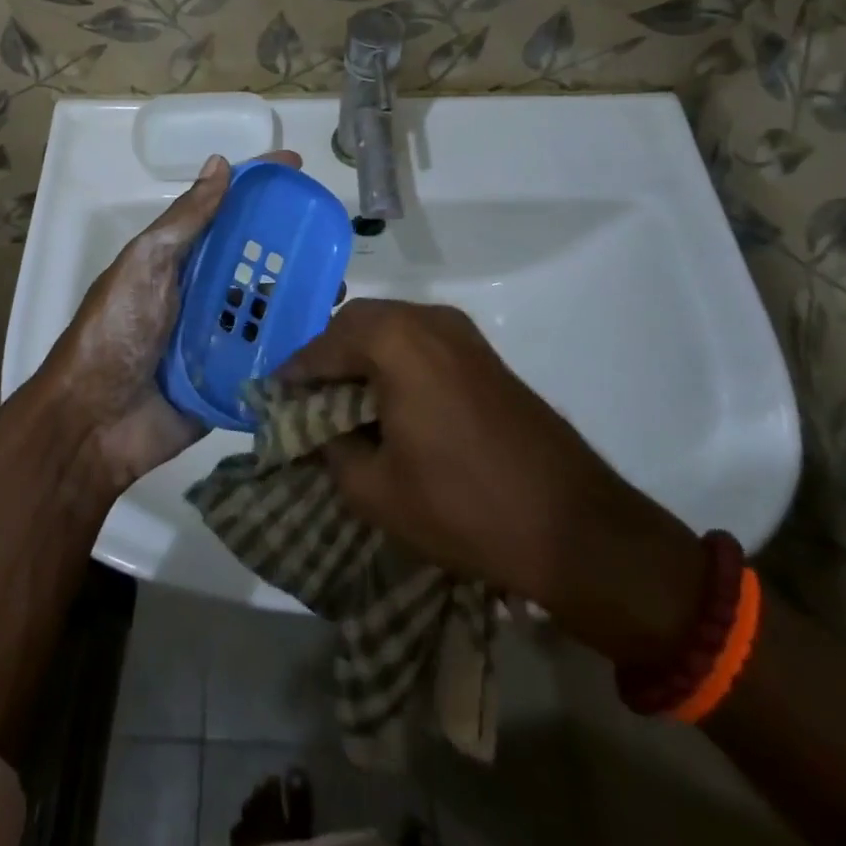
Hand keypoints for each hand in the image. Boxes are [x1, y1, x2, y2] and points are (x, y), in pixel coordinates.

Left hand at [37, 150, 301, 492]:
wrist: (93, 422)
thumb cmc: (116, 331)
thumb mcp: (146, 264)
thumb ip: (185, 220)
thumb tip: (220, 163)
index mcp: (181, 261)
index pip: (226, 212)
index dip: (258, 186)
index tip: (297, 167)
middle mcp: (203, 293)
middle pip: (255, 259)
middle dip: (292, 246)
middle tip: (333, 239)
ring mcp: (218, 338)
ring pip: (269, 308)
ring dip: (301, 296)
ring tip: (337, 290)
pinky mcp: (230, 380)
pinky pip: (270, 358)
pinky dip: (295, 347)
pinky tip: (327, 339)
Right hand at [286, 299, 707, 665]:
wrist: (574, 526)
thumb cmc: (463, 506)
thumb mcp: (375, 489)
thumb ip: (331, 448)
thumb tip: (318, 428)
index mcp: (394, 340)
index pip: (322, 346)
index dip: (293, 374)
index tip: (271, 398)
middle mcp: (426, 319)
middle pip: (355, 324)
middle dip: (326, 357)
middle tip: (308, 399)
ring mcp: (461, 332)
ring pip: (390, 328)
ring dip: (360, 355)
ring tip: (345, 401)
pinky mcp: (483, 353)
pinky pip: (420, 340)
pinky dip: (393, 359)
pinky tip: (388, 400)